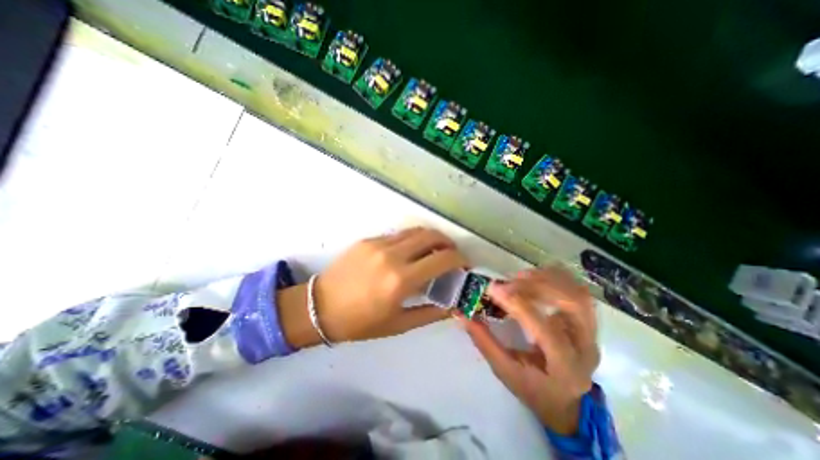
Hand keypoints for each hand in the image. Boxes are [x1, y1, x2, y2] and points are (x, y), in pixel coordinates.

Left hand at [280, 228, 467, 345]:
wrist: (320, 307)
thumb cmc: (360, 322)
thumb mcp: (399, 324)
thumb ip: (430, 313)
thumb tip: (452, 305)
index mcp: (401, 280)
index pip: (442, 259)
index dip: (459, 259)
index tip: (463, 265)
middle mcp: (392, 255)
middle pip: (431, 236)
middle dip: (447, 242)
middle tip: (451, 254)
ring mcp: (378, 244)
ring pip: (415, 231)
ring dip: (430, 238)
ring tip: (434, 250)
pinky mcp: (368, 240)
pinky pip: (397, 235)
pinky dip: (411, 240)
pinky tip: (409, 252)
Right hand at [458, 266, 599, 435]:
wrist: (568, 402)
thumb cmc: (534, 390)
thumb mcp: (504, 370)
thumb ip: (483, 340)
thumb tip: (461, 313)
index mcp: (565, 367)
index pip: (545, 330)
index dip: (518, 304)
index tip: (493, 288)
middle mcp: (585, 346)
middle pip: (571, 304)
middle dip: (537, 286)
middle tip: (509, 281)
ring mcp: (592, 332)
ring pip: (577, 293)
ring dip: (547, 278)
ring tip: (519, 277)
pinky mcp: (589, 321)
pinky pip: (578, 289)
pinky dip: (557, 277)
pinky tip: (536, 277)